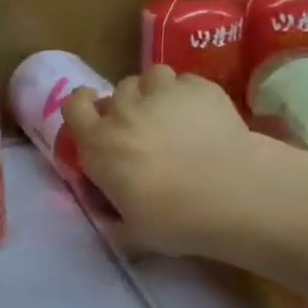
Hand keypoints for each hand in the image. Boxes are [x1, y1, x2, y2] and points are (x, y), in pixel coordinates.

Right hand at [61, 65, 307, 259]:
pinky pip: (186, 81)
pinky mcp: (199, 87)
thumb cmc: (176, 219)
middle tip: (144, 127)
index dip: (83, 105)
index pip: (74, 106)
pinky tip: (204, 114)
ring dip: (155, 91)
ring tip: (173, 112)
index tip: (94, 114)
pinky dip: (190, 94)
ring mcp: (162, 93)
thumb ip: (115, 216)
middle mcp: (124, 111)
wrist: (233, 194)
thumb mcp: (132, 230)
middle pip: (117, 91)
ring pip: (151, 77)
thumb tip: (111, 216)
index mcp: (99, 144)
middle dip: (127, 105)